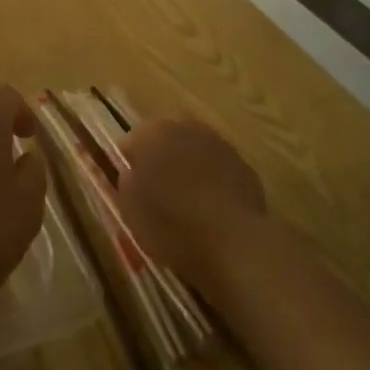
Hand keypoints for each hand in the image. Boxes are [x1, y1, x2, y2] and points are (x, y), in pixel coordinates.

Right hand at [116, 119, 266, 293]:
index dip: (128, 166)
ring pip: (194, 152)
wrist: (232, 241)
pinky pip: (219, 169)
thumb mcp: (129, 209)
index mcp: (151, 134)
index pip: (130, 142)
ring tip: (186, 204)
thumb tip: (132, 173)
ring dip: (188, 168)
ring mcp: (218, 144)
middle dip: (160, 160)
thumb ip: (126, 182)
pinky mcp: (244, 165)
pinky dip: (213, 182)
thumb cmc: (170, 224)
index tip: (130, 190)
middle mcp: (185, 128)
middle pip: (164, 140)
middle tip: (157, 194)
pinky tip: (213, 210)